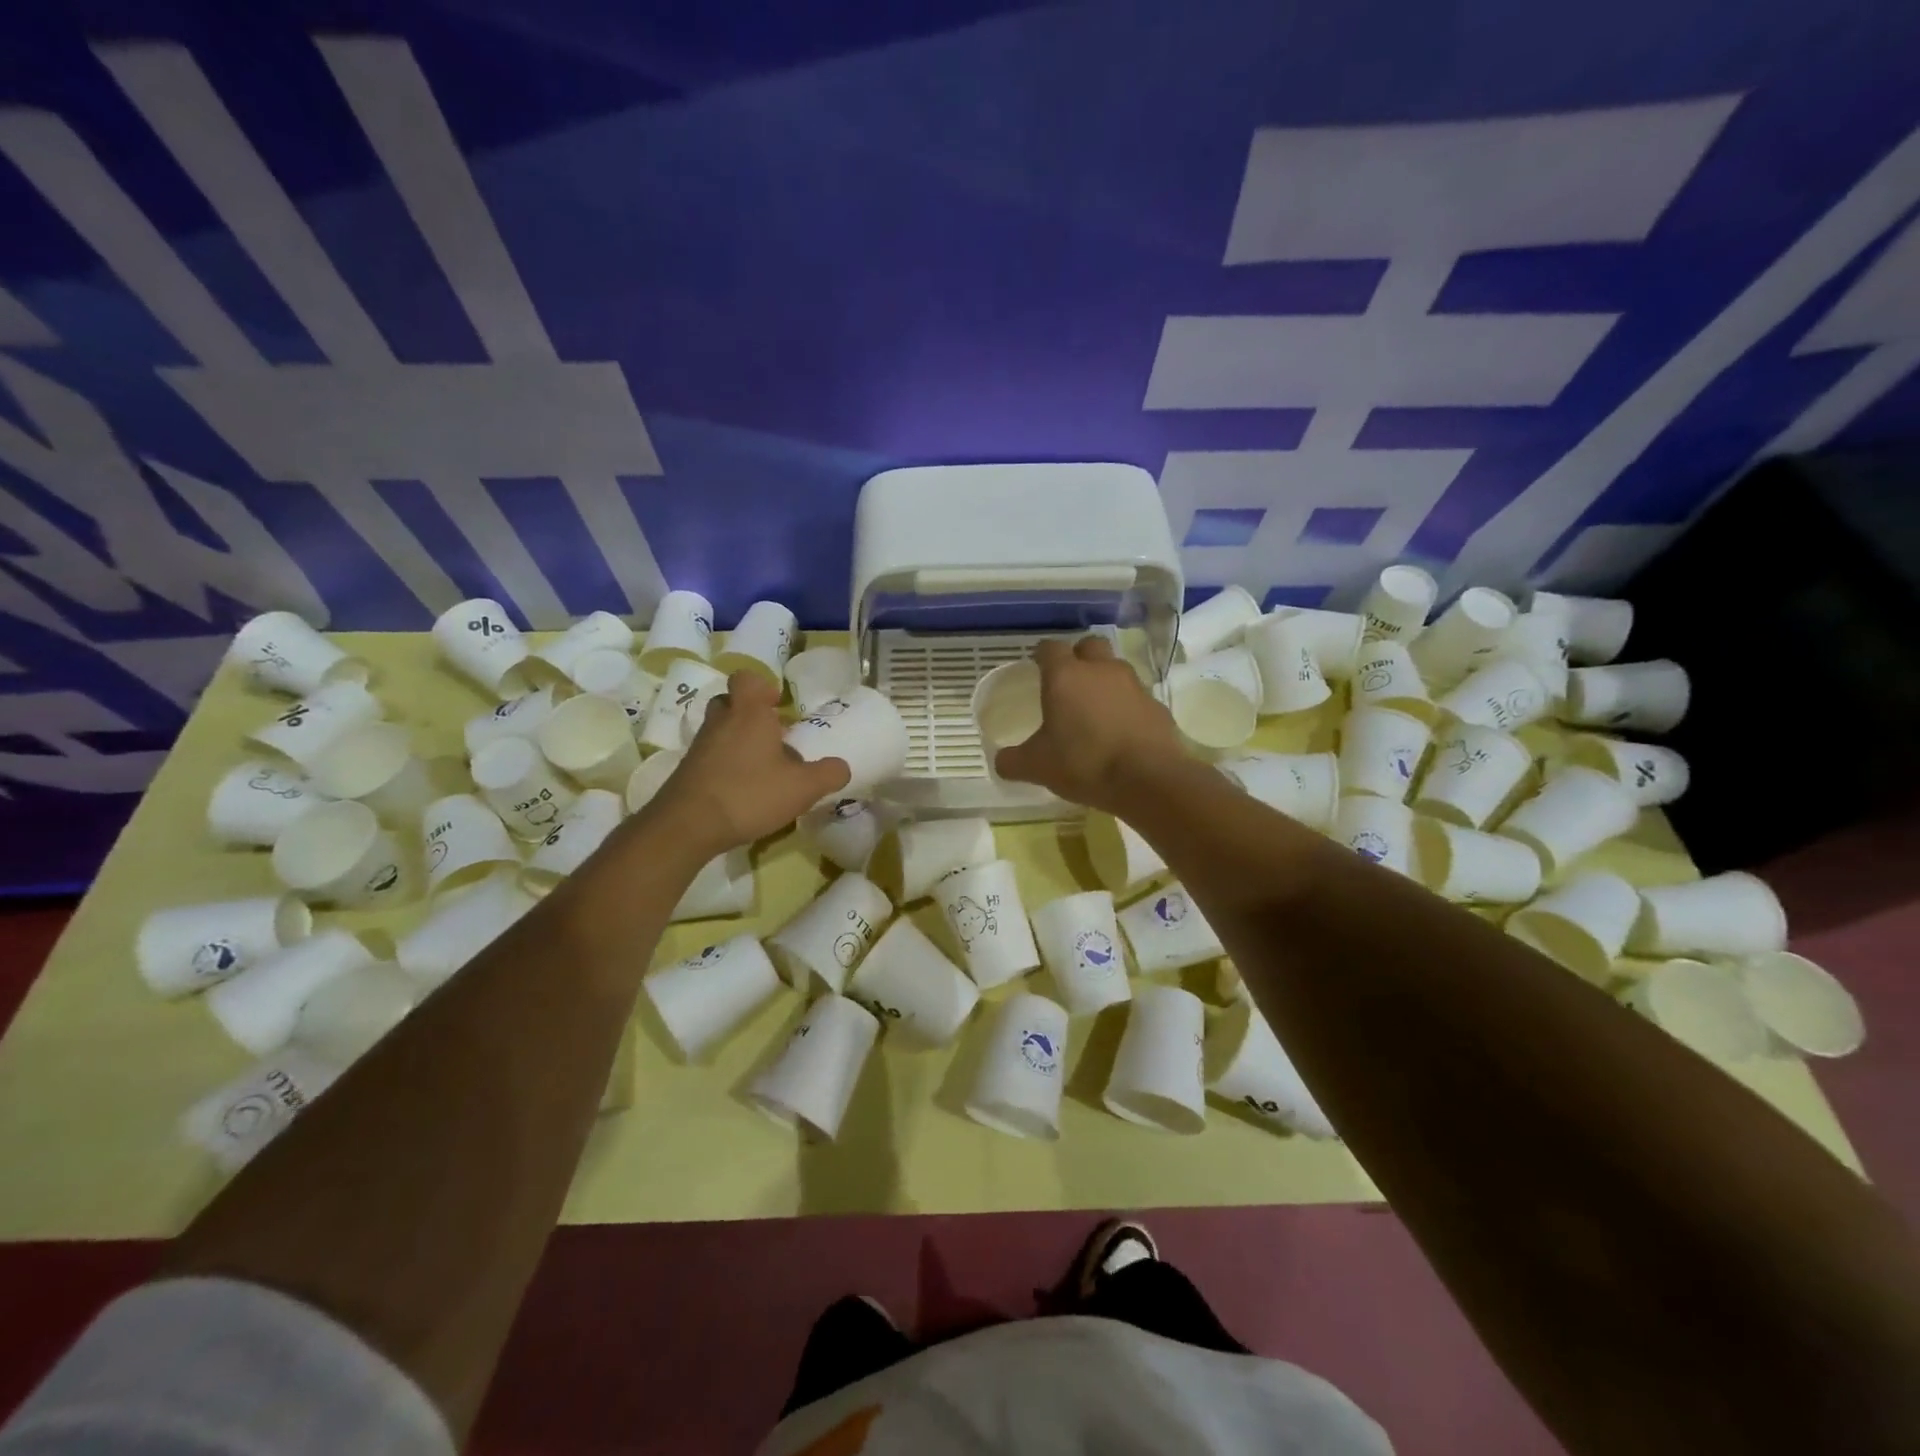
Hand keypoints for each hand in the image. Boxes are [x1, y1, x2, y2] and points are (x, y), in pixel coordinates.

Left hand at [652, 671, 849, 853]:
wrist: (687, 825)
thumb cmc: (750, 794)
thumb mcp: (803, 787)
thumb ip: (828, 774)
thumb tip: (841, 767)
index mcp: (749, 713)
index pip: (747, 678)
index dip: (762, 687)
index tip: (778, 706)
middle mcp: (721, 722)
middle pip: (730, 702)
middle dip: (749, 714)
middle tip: (772, 736)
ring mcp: (700, 747)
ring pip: (720, 731)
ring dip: (738, 742)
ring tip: (763, 769)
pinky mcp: (688, 771)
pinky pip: (710, 757)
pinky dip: (726, 766)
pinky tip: (743, 791)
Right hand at [992, 637, 1183, 812]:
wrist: (1149, 778)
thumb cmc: (1084, 763)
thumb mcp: (1037, 767)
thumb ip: (1014, 761)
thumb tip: (1000, 761)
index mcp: (1065, 676)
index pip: (1050, 648)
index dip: (1042, 655)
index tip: (1036, 665)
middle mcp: (1100, 670)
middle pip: (1089, 646)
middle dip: (1078, 657)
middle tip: (1068, 681)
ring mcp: (1133, 685)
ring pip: (1115, 669)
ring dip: (1104, 681)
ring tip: (1094, 708)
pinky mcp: (1157, 705)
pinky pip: (1135, 697)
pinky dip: (1126, 706)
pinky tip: (1120, 730)